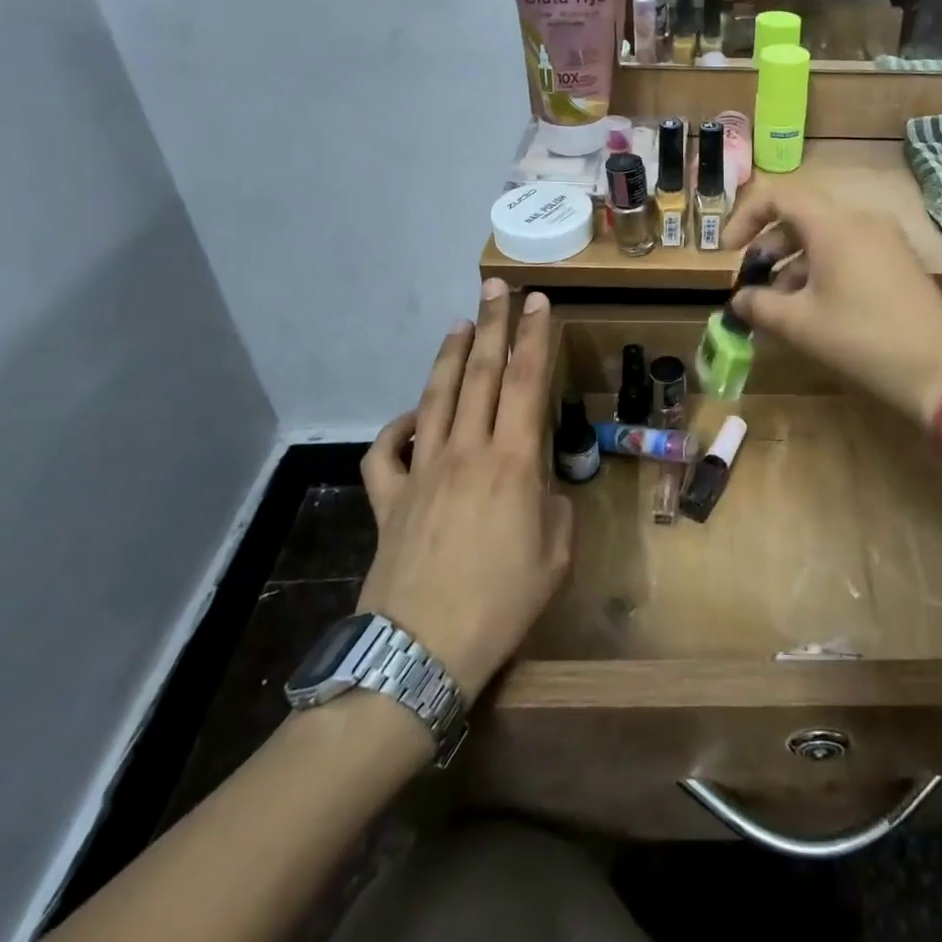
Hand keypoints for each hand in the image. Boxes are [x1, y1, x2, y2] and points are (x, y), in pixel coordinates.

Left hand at [354, 280, 571, 700]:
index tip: (540, 301)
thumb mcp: (555, 558)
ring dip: (450, 356)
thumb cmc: (500, 606)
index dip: (535, 336)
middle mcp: (466, 451)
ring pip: (437, 397)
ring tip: (459, 323)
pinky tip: (412, 417)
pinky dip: (398, 426)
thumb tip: (540, 490)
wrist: (418, 654)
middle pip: (481, 374)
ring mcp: (421, 470)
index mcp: (513, 462)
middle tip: (496, 287)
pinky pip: (387, 450)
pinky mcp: (389, 497)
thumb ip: (554, 510)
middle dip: (492, 324)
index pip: (527, 382)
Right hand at [725, 188, 941, 430]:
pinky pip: (850, 251)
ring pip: (826, 236)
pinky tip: (816, 309)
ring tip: (780, 306)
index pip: (779, 196)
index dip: (745, 218)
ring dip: (794, 263)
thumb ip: (760, 305)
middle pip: (802, 216)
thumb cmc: (862, 340)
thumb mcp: (801, 324)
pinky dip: (823, 269)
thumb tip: (739, 300)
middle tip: (752, 283)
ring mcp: (886, 240)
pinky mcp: (899, 261)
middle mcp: (861, 220)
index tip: (728, 252)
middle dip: (769, 247)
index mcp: (834, 225)